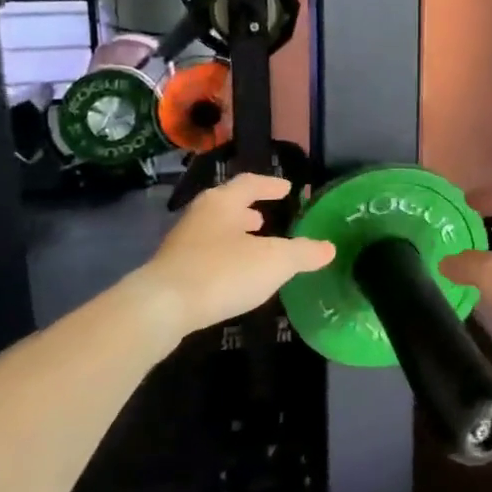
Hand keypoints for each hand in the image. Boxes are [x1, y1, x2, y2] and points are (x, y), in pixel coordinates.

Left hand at [136, 173, 333, 337]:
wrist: (162, 307)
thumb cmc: (223, 272)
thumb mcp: (275, 261)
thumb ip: (303, 253)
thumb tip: (329, 248)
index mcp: (223, 203)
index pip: (250, 183)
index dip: (270, 185)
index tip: (287, 189)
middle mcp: (200, 216)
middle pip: (227, 205)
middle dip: (248, 210)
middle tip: (265, 216)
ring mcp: (182, 243)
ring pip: (215, 231)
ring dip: (235, 234)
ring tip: (253, 244)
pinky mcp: (172, 271)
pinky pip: (205, 255)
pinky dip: (224, 257)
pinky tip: (234, 274)